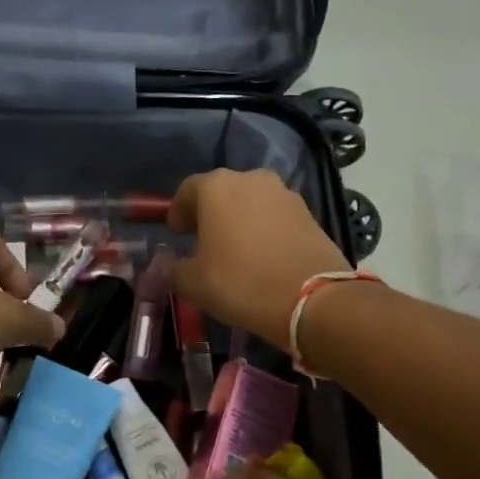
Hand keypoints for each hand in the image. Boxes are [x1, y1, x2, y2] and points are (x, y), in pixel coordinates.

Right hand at [168, 169, 350, 348]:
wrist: (312, 299)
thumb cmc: (241, 283)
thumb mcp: (193, 283)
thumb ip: (173, 269)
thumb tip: (167, 264)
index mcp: (217, 187)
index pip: (187, 190)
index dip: (178, 211)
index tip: (176, 233)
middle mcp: (251, 179)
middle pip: (221, 191)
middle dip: (210, 213)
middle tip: (203, 240)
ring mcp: (284, 193)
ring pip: (251, 202)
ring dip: (239, 219)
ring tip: (234, 249)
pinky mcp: (308, 212)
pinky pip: (275, 215)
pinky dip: (264, 228)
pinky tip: (262, 255)